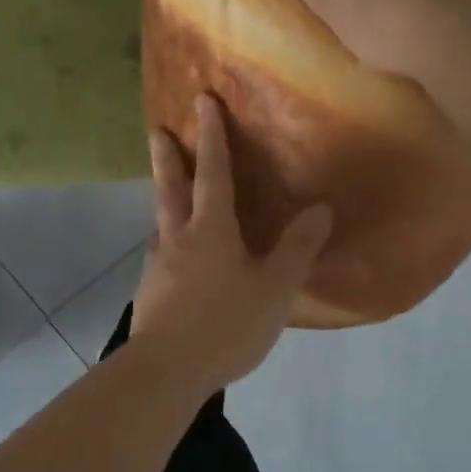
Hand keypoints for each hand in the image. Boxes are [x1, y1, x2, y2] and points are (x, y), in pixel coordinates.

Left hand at [131, 95, 332, 391]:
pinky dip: (167, 243)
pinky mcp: (148, 292)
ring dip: (164, 201)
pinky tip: (174, 261)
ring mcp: (157, 265)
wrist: (166, 371)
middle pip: (171, 188)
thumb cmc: (225, 325)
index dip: (212, 135)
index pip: (213, 172)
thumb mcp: (274, 289)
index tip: (203, 101)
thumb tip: (322, 208)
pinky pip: (160, 256)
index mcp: (210, 230)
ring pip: (161, 222)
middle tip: (158, 130)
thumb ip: (297, 249)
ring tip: (169, 197)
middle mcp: (177, 238)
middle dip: (168, 157)